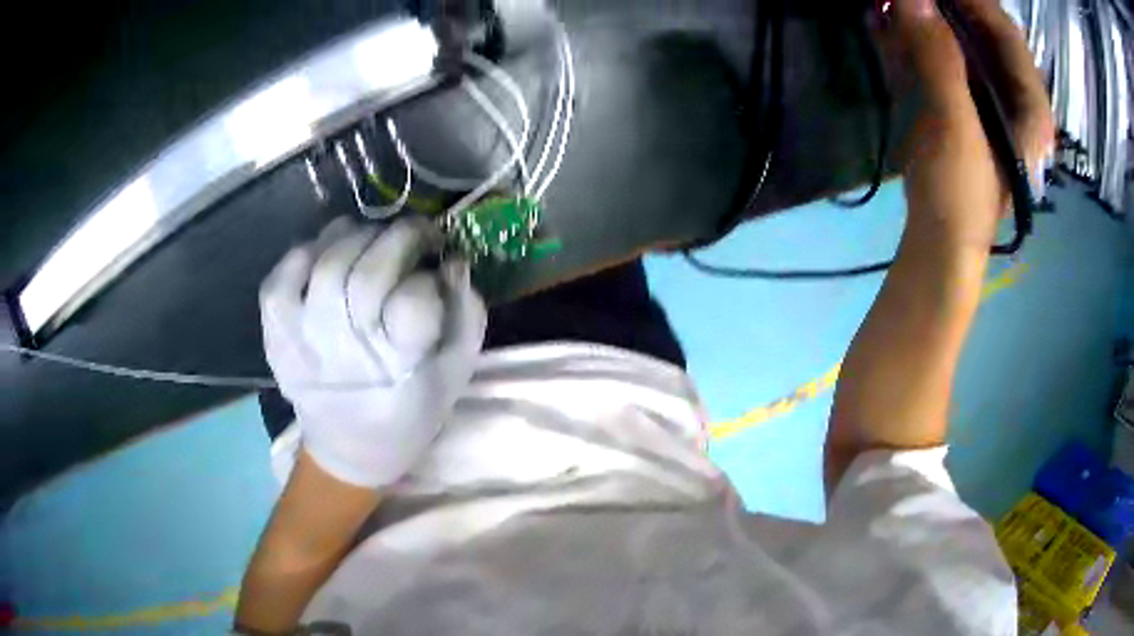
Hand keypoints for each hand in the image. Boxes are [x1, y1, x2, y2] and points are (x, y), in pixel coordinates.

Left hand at [259, 217, 486, 487]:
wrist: (349, 448)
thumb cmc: (410, 411)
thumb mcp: (455, 373)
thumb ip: (465, 315)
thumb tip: (453, 261)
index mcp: (399, 367)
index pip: (413, 302)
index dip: (428, 275)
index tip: (437, 265)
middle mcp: (347, 352)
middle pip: (367, 273)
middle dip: (400, 237)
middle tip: (415, 234)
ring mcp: (303, 341)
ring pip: (325, 265)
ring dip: (356, 236)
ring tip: (372, 238)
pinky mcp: (276, 337)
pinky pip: (278, 280)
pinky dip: (301, 255)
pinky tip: (323, 254)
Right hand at [881, 0, 1053, 250]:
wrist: (940, 242)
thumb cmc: (960, 194)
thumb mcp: (953, 126)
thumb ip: (938, 57)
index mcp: (1031, 107)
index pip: (1006, 34)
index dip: (974, 1)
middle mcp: (1015, 98)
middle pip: (984, 33)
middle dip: (944, 7)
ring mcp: (990, 101)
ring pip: (961, 43)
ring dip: (925, 20)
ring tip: (892, 5)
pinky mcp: (966, 106)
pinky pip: (944, 59)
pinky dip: (916, 40)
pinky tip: (889, 26)